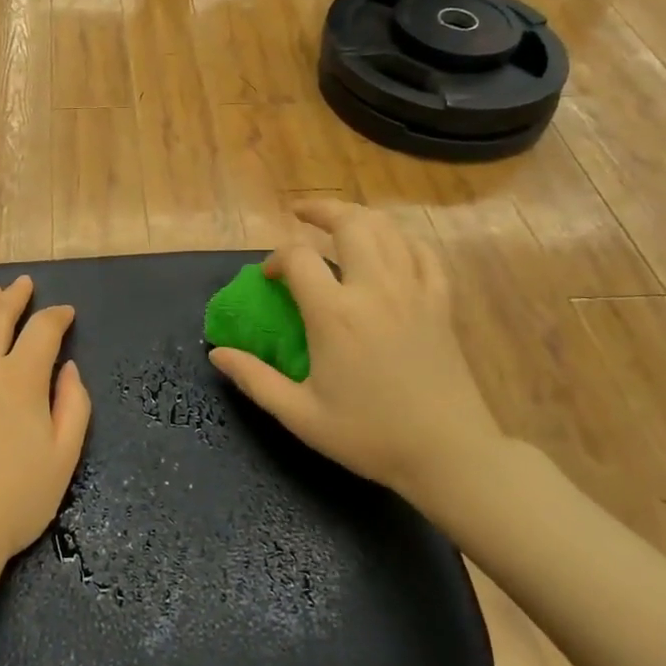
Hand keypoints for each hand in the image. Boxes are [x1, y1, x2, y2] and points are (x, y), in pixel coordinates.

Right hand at [208, 200, 504, 513]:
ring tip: (339, 221)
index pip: (299, 258)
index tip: (269, 278)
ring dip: (360, 217)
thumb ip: (255, 380)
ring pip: (388, 230)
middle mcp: (375, 290)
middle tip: (302, 214)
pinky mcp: (440, 304)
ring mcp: (414, 292)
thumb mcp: (300, 415)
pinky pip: (424, 254)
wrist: (449, 454)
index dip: (277, 259)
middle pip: (350, 223)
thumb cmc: (370, 435)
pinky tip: (391, 247)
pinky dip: (403, 241)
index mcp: (335, 314)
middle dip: (322, 210)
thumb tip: (217, 353)